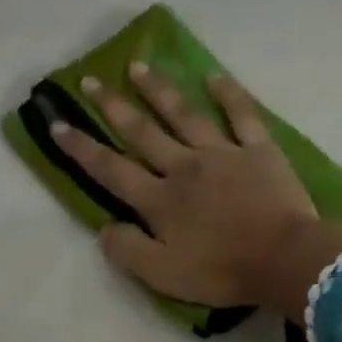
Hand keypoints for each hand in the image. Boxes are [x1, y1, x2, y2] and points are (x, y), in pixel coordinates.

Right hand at [52, 62, 341, 321]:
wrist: (283, 259)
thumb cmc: (221, 272)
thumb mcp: (162, 275)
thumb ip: (127, 250)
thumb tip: (104, 227)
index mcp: (159, 200)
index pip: (111, 169)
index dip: (82, 148)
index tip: (57, 123)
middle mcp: (183, 167)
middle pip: (142, 132)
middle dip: (113, 106)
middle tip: (91, 79)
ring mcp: (222, 153)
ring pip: (183, 114)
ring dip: (158, 89)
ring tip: (138, 67)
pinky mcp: (258, 150)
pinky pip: (241, 114)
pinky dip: (227, 93)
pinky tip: (212, 76)